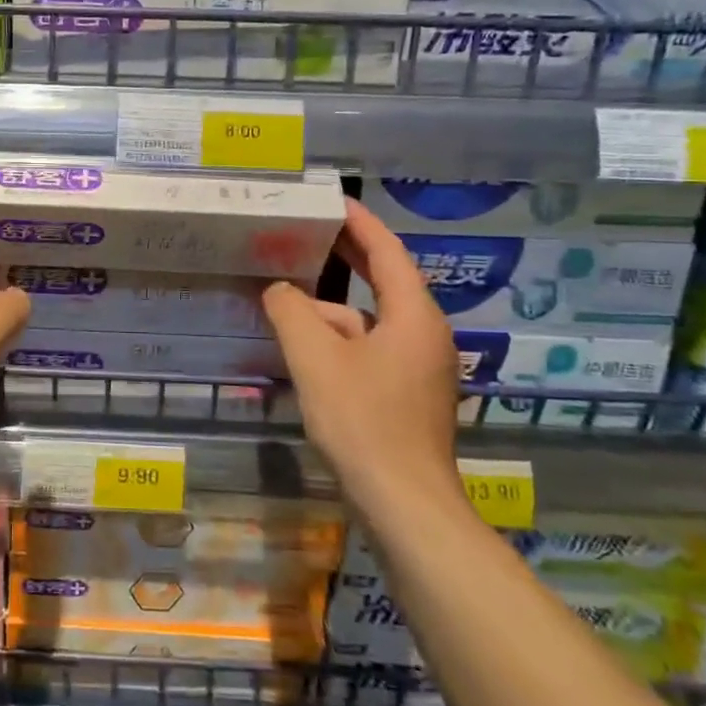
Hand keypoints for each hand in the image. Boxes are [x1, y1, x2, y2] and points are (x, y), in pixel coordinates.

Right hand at [261, 198, 463, 511]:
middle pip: (384, 282)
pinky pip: (371, 351)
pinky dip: (340, 344)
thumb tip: (279, 290)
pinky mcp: (409, 396)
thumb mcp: (315, 359)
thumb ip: (291, 313)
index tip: (332, 200)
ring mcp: (420, 369)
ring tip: (288, 307)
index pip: (387, 252)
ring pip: (370, 324)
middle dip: (347, 259)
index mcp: (413, 316)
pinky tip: (308, 355)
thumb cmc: (363, 422)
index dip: (359, 222)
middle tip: (309, 234)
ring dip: (332, 313)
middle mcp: (425, 335)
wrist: (405, 505)